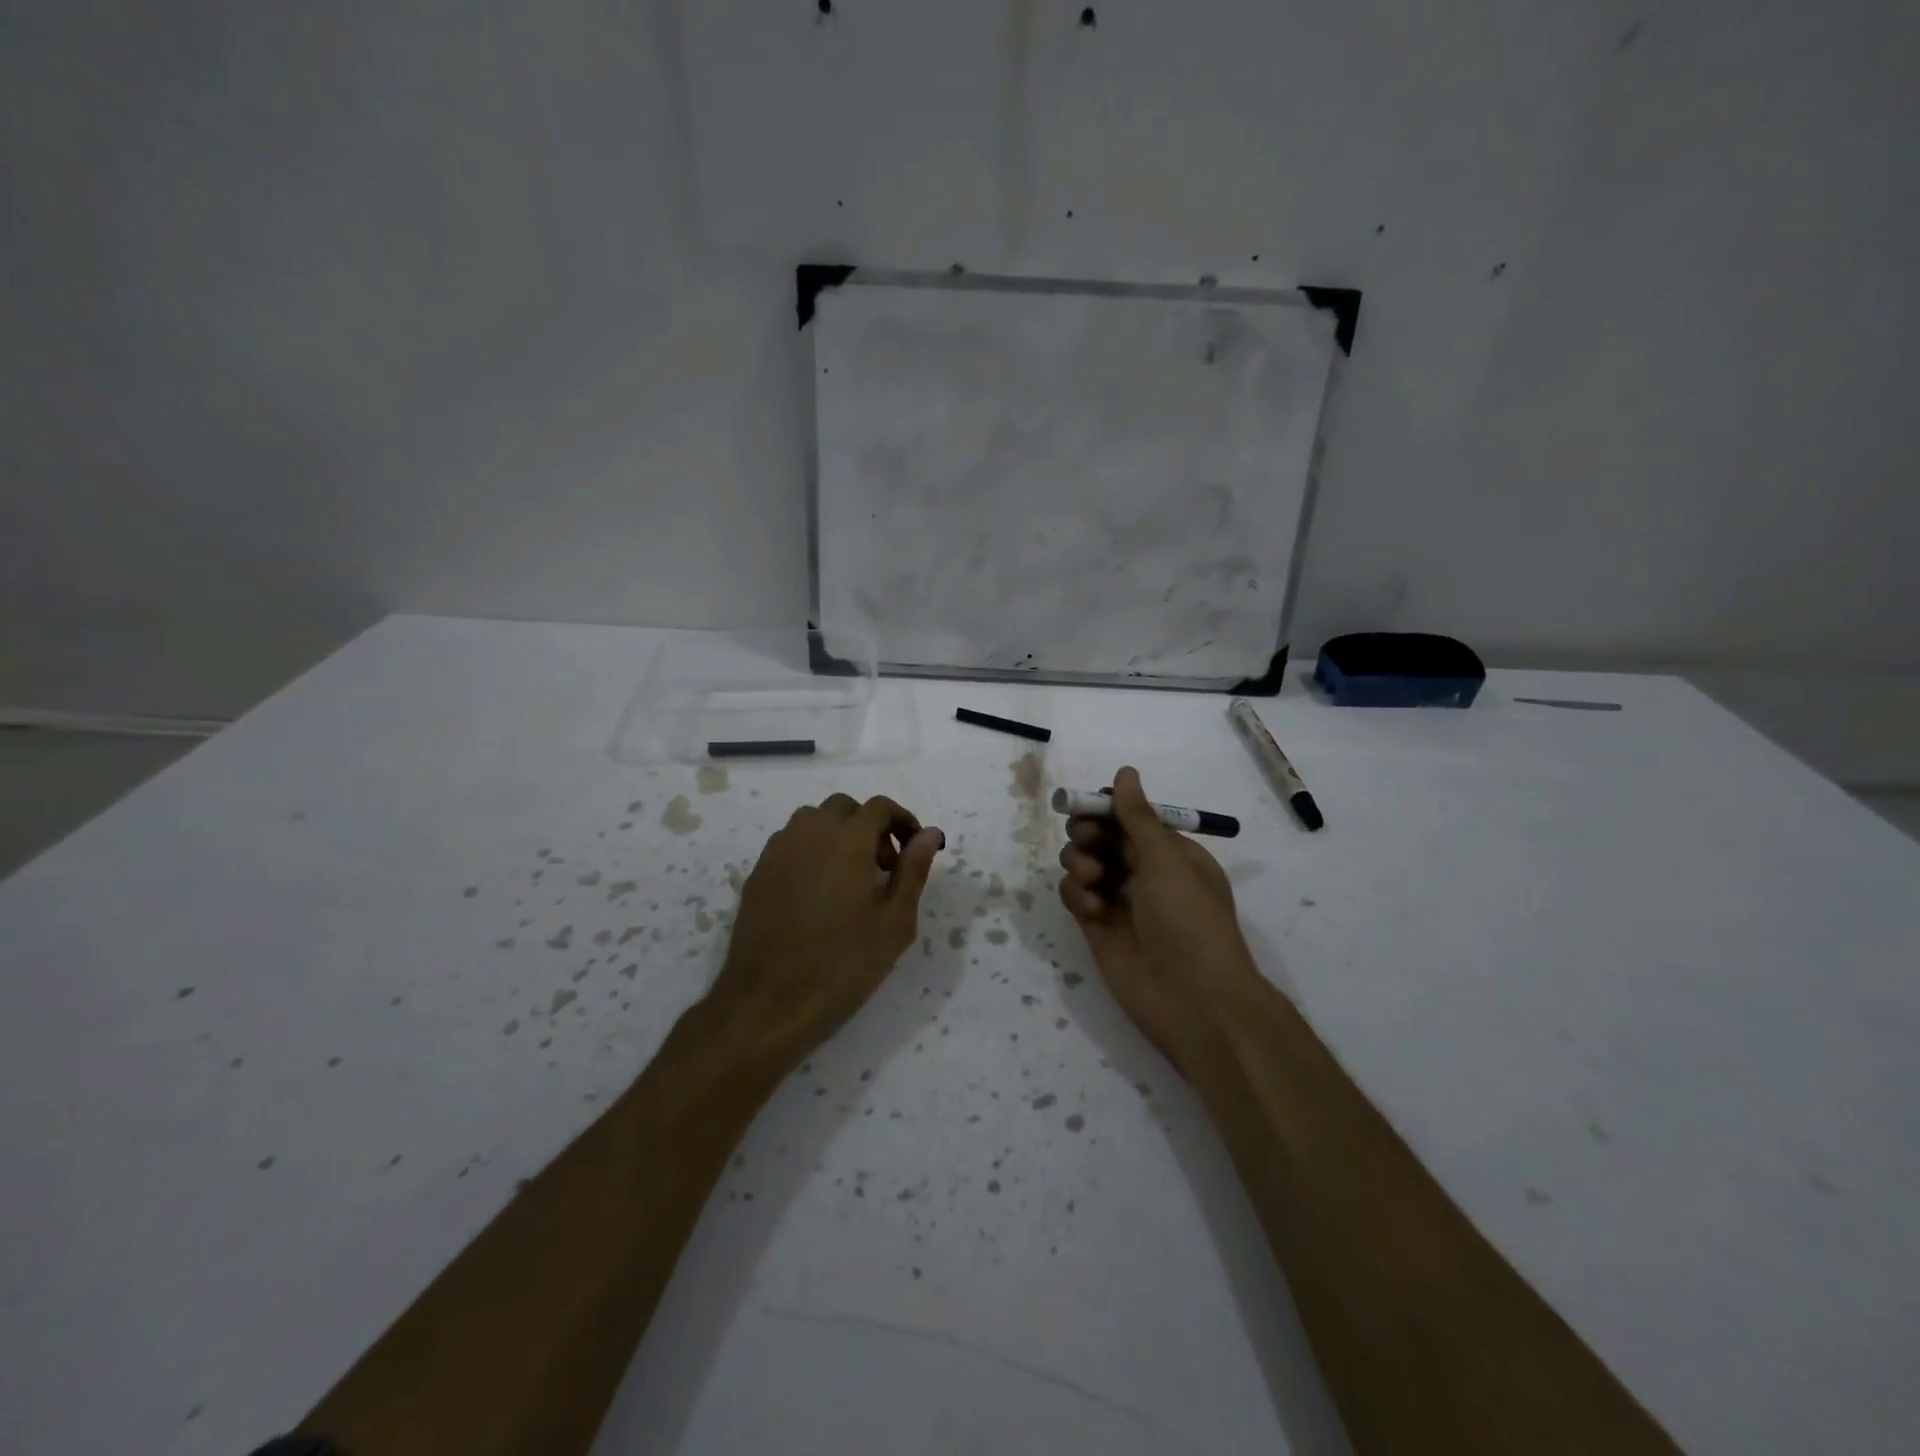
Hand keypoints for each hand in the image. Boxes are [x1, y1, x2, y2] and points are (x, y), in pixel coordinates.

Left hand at [712, 793, 943, 1062]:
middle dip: (869, 826)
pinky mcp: (757, 873)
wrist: (770, 1003)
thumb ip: (913, 870)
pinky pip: (790, 844)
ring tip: (850, 878)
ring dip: (837, 835)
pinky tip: (818, 893)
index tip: (915, 850)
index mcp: (848, 840)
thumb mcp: (895, 922)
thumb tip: (929, 833)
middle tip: (884, 867)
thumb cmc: (844, 964)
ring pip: (812, 821)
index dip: (903, 822)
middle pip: (844, 808)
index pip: (880, 807)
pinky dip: (811, 851)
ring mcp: (778, 852)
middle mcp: (809, 833)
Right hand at [1057, 767, 1262, 1072]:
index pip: (1130, 818)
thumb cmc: (1190, 921)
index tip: (1088, 808)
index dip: (1106, 809)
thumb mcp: (1167, 861)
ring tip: (1091, 880)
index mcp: (1171, 853)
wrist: (1195, 1002)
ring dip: (1080, 862)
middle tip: (1086, 840)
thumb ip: (1137, 817)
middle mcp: (1144, 873)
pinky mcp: (1098, 927)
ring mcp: (1119, 901)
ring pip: (1084, 863)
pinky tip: (1090, 908)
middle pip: (1102, 837)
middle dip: (1088, 833)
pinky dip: (1076, 895)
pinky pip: (1075, 896)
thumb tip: (1125, 772)